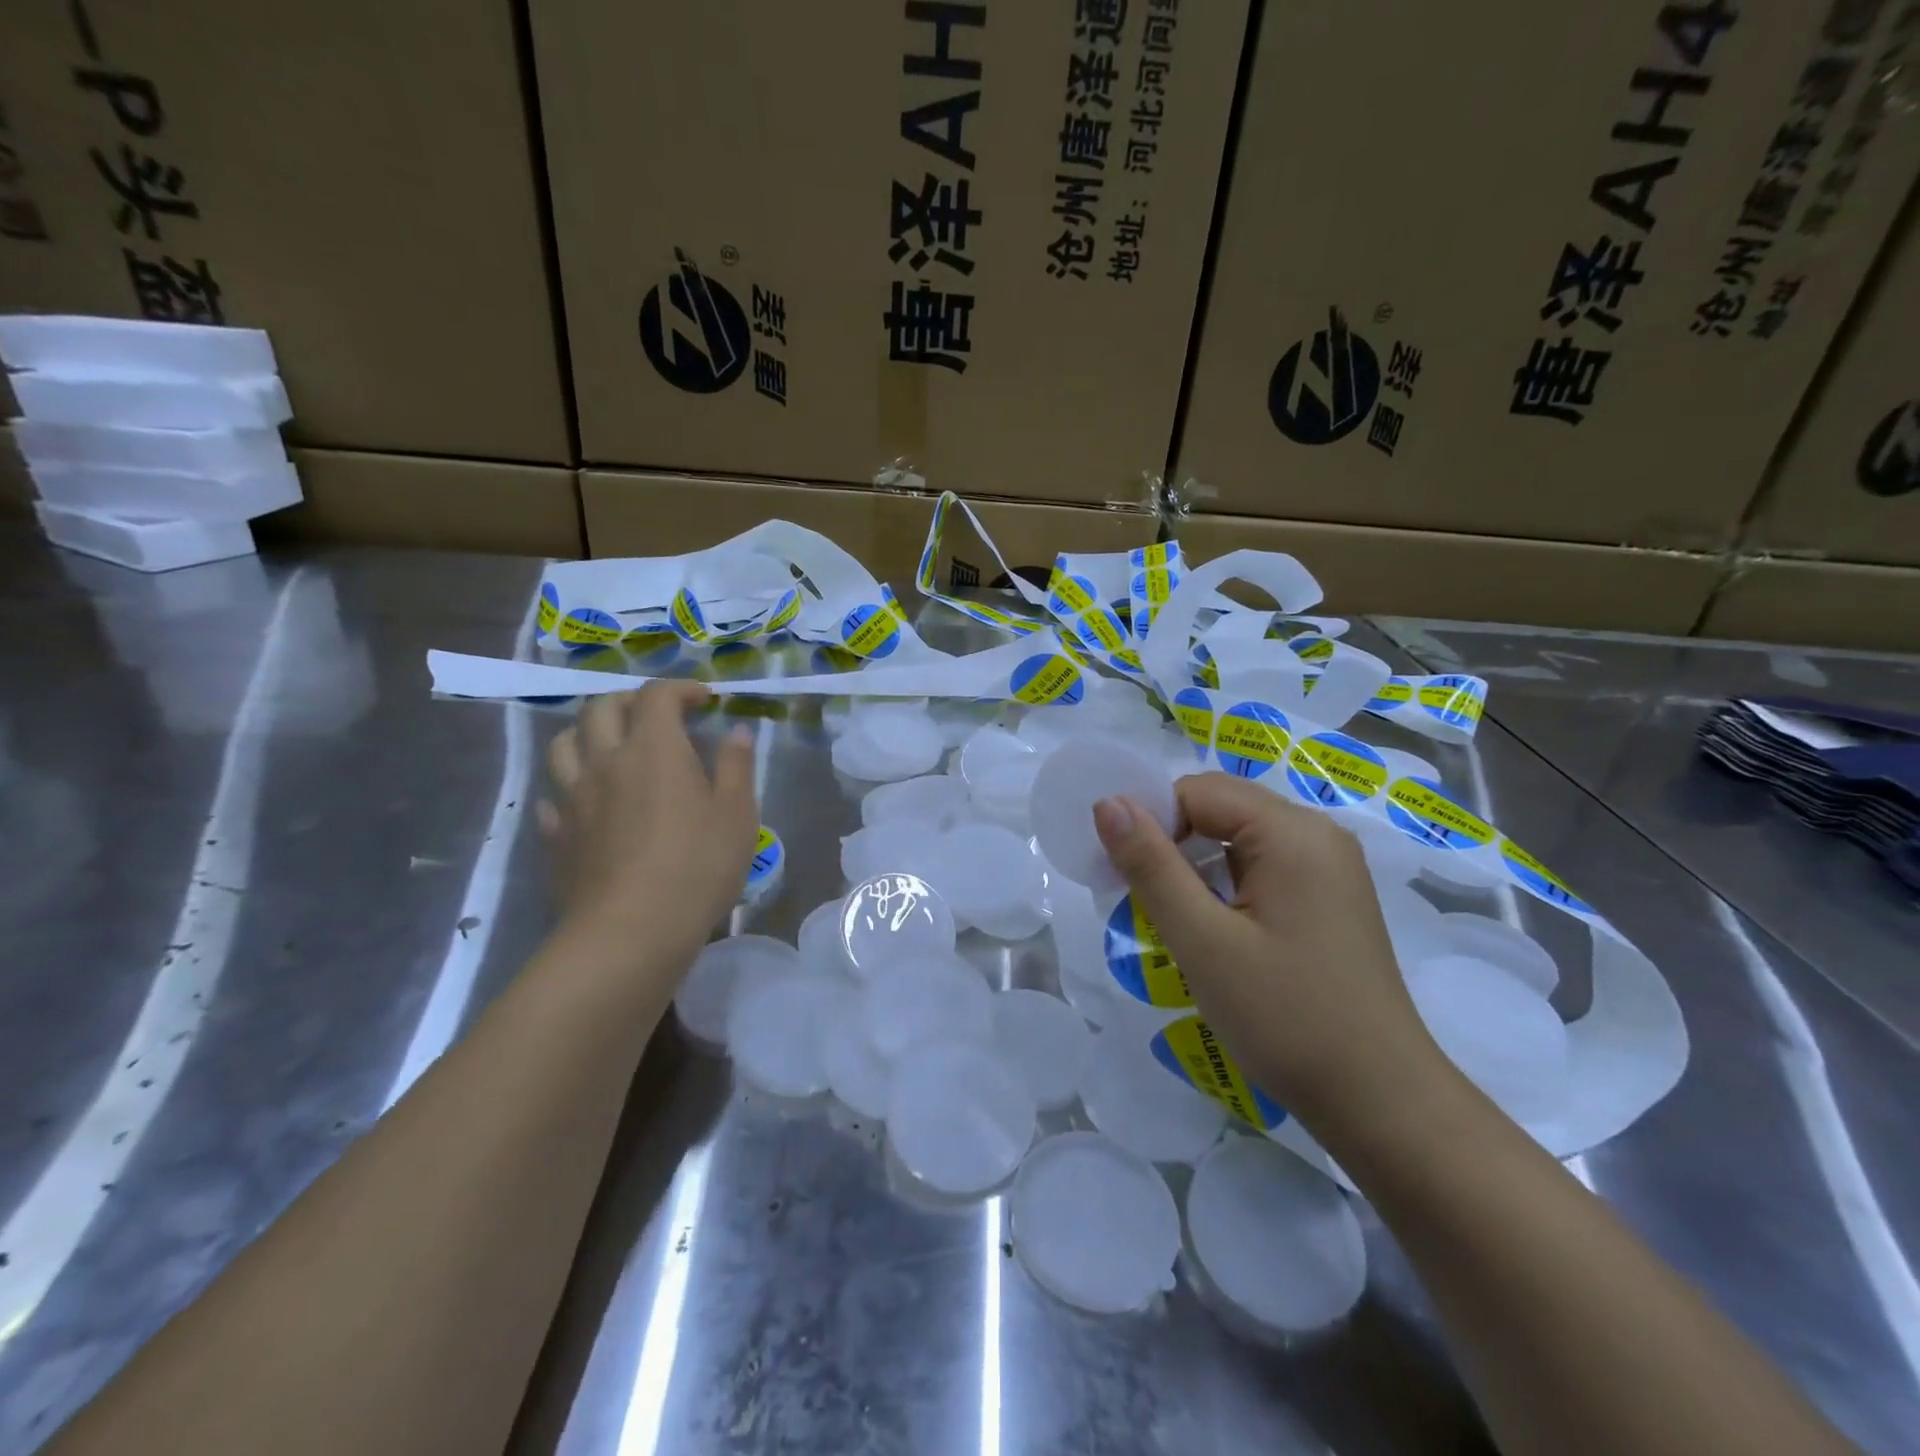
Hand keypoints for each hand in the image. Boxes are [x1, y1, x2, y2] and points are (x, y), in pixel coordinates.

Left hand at [538, 681, 758, 965]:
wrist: (631, 930)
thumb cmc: (697, 866)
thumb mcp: (738, 813)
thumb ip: (737, 765)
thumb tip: (736, 731)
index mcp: (654, 749)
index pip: (657, 696)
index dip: (680, 689)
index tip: (703, 700)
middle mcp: (607, 761)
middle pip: (601, 708)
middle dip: (630, 701)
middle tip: (656, 716)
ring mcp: (574, 798)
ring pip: (564, 744)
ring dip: (588, 734)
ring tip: (611, 748)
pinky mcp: (557, 835)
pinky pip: (552, 797)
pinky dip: (570, 788)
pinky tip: (587, 803)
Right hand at [1093, 773, 1452, 1140]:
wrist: (1380, 1102)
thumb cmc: (1284, 1017)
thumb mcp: (1202, 940)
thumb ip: (1151, 865)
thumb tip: (1107, 802)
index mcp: (1291, 832)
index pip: (1197, 792)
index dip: (1153, 824)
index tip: (1128, 879)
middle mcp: (1317, 834)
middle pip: (1220, 808)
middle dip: (1173, 845)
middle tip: (1147, 904)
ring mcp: (1330, 868)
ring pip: (1238, 840)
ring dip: (1197, 870)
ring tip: (1181, 926)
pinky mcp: (1330, 899)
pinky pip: (1263, 868)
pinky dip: (1227, 888)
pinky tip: (1220, 936)